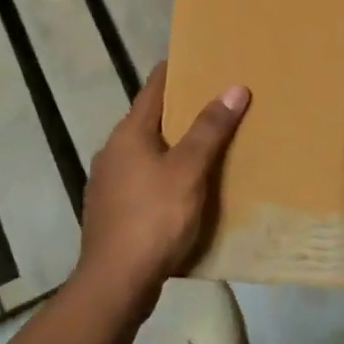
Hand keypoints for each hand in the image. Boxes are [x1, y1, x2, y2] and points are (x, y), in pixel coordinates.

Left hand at [75, 64, 249, 308]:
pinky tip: (186, 189)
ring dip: (174, 145)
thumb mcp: (188, 171)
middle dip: (182, 110)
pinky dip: (165, 175)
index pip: (154, 87)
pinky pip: (144, 180)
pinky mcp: (112, 211)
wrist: (115, 285)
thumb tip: (234, 87)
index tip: (202, 58)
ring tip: (208, 145)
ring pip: (147, 152)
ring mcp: (108, 183)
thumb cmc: (153, 218)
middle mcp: (113, 151)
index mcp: (128, 133)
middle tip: (218, 101)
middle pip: (150, 119)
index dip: (177, 70)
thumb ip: (210, 129)